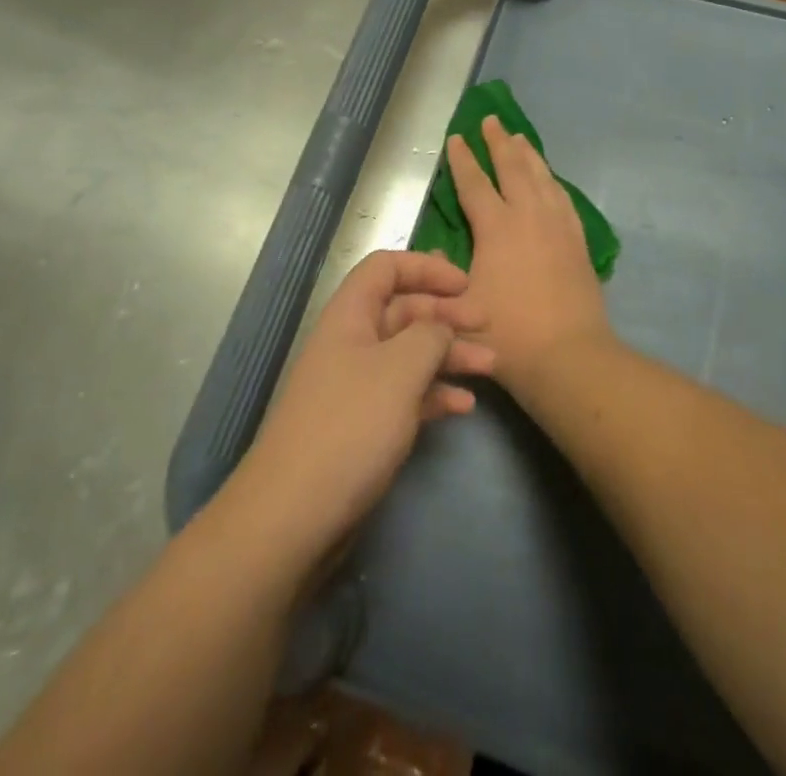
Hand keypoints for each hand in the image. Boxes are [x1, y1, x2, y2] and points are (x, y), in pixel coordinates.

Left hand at [232, 251, 493, 562]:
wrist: (294, 516)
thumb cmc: (350, 426)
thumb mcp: (400, 369)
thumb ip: (431, 335)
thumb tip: (442, 326)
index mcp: (350, 315)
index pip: (386, 268)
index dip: (426, 268)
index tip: (465, 284)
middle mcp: (353, 342)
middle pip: (404, 310)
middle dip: (447, 313)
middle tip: (487, 324)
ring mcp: (358, 386)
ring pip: (410, 354)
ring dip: (450, 354)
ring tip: (491, 366)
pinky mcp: (365, 425)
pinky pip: (407, 394)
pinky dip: (436, 393)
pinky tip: (465, 406)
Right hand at [448, 115, 611, 397]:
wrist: (567, 356)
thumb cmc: (505, 334)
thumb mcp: (458, 305)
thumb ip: (442, 274)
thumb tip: (435, 252)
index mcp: (496, 228)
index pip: (475, 183)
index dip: (463, 159)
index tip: (456, 137)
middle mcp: (528, 217)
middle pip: (513, 168)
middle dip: (498, 143)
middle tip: (491, 120)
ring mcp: (557, 227)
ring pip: (542, 178)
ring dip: (528, 155)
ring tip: (520, 138)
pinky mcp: (578, 242)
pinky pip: (563, 199)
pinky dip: (553, 181)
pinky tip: (551, 180)